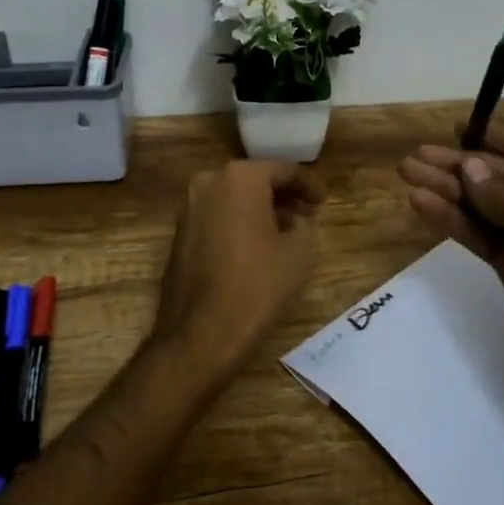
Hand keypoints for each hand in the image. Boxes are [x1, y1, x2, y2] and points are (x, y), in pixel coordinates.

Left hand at [150, 159, 322, 375]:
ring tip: (285, 230)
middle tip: (307, 213)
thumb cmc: (257, 286)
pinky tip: (256, 244)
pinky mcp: (179, 233)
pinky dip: (238, 222)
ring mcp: (189, 207)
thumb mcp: (299, 253)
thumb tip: (294, 220)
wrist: (199, 334)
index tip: (323, 201)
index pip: (283, 170)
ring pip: (233, 198)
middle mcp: (209, 182)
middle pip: (255, 180)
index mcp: (240, 178)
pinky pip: (217, 216)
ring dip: (259, 208)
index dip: (308, 184)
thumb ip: (302, 225)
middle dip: (282, 195)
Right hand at [399, 125, 503, 378]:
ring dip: (447, 190)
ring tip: (406, 173)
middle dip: (458, 165)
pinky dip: (452, 220)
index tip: (456, 127)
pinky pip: (480, 234)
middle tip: (414, 156)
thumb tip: (468, 167)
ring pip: (485, 206)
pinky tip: (421, 204)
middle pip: (501, 177)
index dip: (494, 136)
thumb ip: (498, 190)